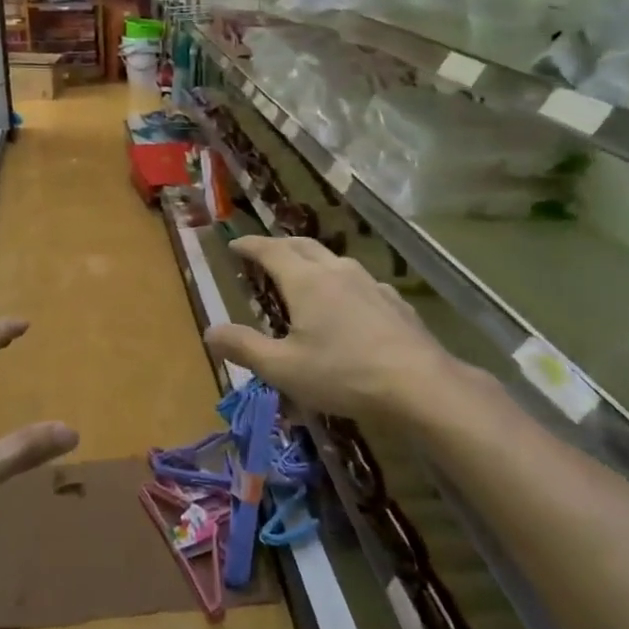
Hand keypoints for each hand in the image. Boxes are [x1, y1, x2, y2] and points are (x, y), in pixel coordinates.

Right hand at [204, 236, 499, 427]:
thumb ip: (243, 347)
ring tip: (304, 273)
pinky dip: (342, 282)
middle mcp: (337, 272)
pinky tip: (349, 301)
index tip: (234, 243)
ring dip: (312, 260)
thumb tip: (209, 331)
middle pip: (303, 246)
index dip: (250, 245)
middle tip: (264, 252)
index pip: (270, 250)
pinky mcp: (395, 302)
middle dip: (280, 245)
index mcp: (306, 281)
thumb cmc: (343, 374)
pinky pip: (360, 281)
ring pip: (334, 260)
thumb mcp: (283, 368)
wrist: (419, 385)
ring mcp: (370, 284)